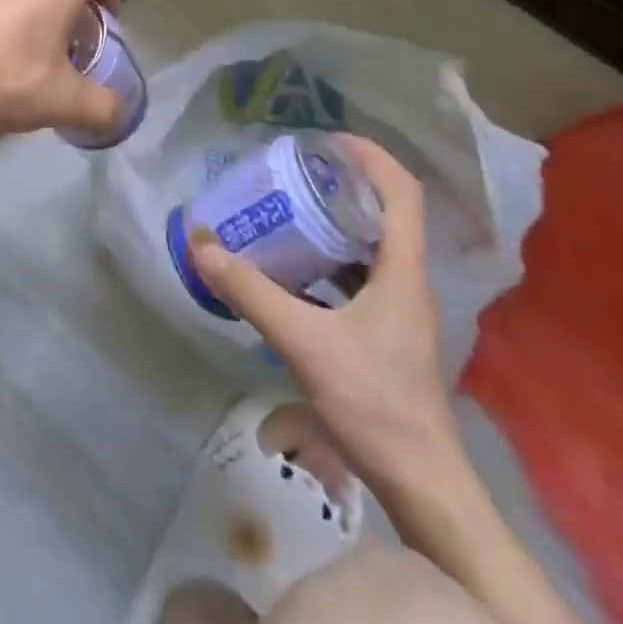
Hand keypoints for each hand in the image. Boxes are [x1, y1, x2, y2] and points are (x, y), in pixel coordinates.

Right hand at [191, 136, 460, 487]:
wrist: (421, 483)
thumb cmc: (374, 401)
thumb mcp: (303, 340)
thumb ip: (251, 292)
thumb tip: (202, 244)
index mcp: (403, 269)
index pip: (402, 191)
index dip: (371, 156)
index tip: (327, 139)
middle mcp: (408, 280)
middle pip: (387, 212)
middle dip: (345, 184)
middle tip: (297, 172)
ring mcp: (402, 310)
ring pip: (373, 246)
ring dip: (337, 223)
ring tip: (290, 211)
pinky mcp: (390, 333)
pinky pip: (361, 278)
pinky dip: (331, 262)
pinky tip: (296, 271)